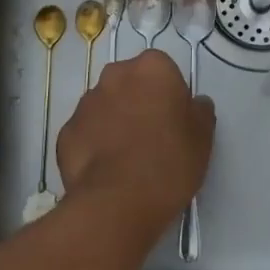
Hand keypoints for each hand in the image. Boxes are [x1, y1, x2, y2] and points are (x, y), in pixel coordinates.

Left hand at [56, 50, 213, 238]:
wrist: (118, 201)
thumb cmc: (170, 160)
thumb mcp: (203, 136)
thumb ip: (200, 111)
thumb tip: (195, 104)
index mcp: (151, 68)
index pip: (163, 70)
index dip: (170, 94)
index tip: (175, 120)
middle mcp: (114, 75)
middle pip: (130, 83)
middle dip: (139, 102)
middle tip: (153, 136)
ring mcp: (85, 103)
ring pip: (105, 106)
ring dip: (114, 121)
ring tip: (127, 158)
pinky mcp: (65, 132)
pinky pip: (86, 133)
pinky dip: (94, 145)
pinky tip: (106, 171)